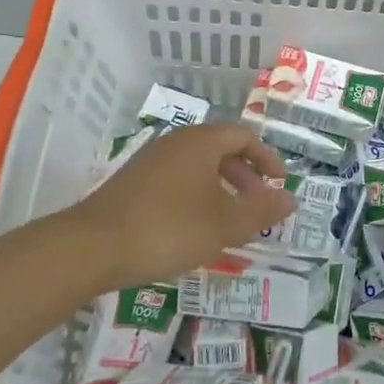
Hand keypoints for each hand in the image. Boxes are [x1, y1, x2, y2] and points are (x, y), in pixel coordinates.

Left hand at [67, 123, 295, 291]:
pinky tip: (195, 229)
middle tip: (258, 205)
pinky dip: (197, 196)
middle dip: (246, 176)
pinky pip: (177, 180)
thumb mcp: (225, 224)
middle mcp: (176, 143)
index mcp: (202, 142)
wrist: (92, 247)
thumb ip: (262, 211)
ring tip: (230, 222)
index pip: (245, 136)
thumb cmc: (169, 229)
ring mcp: (150, 161)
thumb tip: (292, 199)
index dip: (268, 159)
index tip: (279, 184)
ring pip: (198, 166)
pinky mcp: (133, 183)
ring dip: (222, 189)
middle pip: (221, 149)